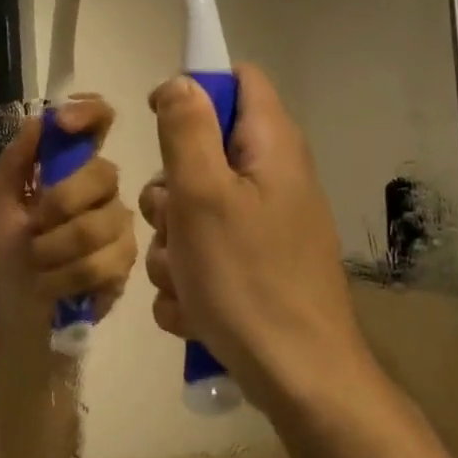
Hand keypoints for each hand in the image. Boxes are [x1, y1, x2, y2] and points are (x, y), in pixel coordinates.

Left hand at [0, 97, 136, 331]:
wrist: (17, 305)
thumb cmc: (7, 248)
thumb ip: (15, 161)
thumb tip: (38, 120)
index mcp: (71, 164)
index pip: (97, 120)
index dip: (88, 112)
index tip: (64, 123)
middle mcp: (102, 187)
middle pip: (103, 173)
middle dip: (59, 203)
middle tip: (34, 227)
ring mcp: (119, 223)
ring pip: (99, 224)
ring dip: (54, 248)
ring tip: (38, 261)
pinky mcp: (125, 261)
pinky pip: (103, 262)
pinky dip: (65, 276)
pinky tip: (54, 283)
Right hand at [140, 65, 366, 406]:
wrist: (298, 377)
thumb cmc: (247, 278)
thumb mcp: (203, 195)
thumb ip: (186, 130)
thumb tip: (179, 82)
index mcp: (269, 147)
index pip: (237, 80)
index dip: (194, 89)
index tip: (160, 124)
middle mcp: (270, 178)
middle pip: (200, 153)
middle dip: (169, 192)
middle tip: (174, 223)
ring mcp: (263, 226)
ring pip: (191, 212)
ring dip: (173, 245)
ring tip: (187, 280)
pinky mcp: (254, 266)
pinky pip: (203, 255)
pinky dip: (190, 279)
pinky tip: (196, 309)